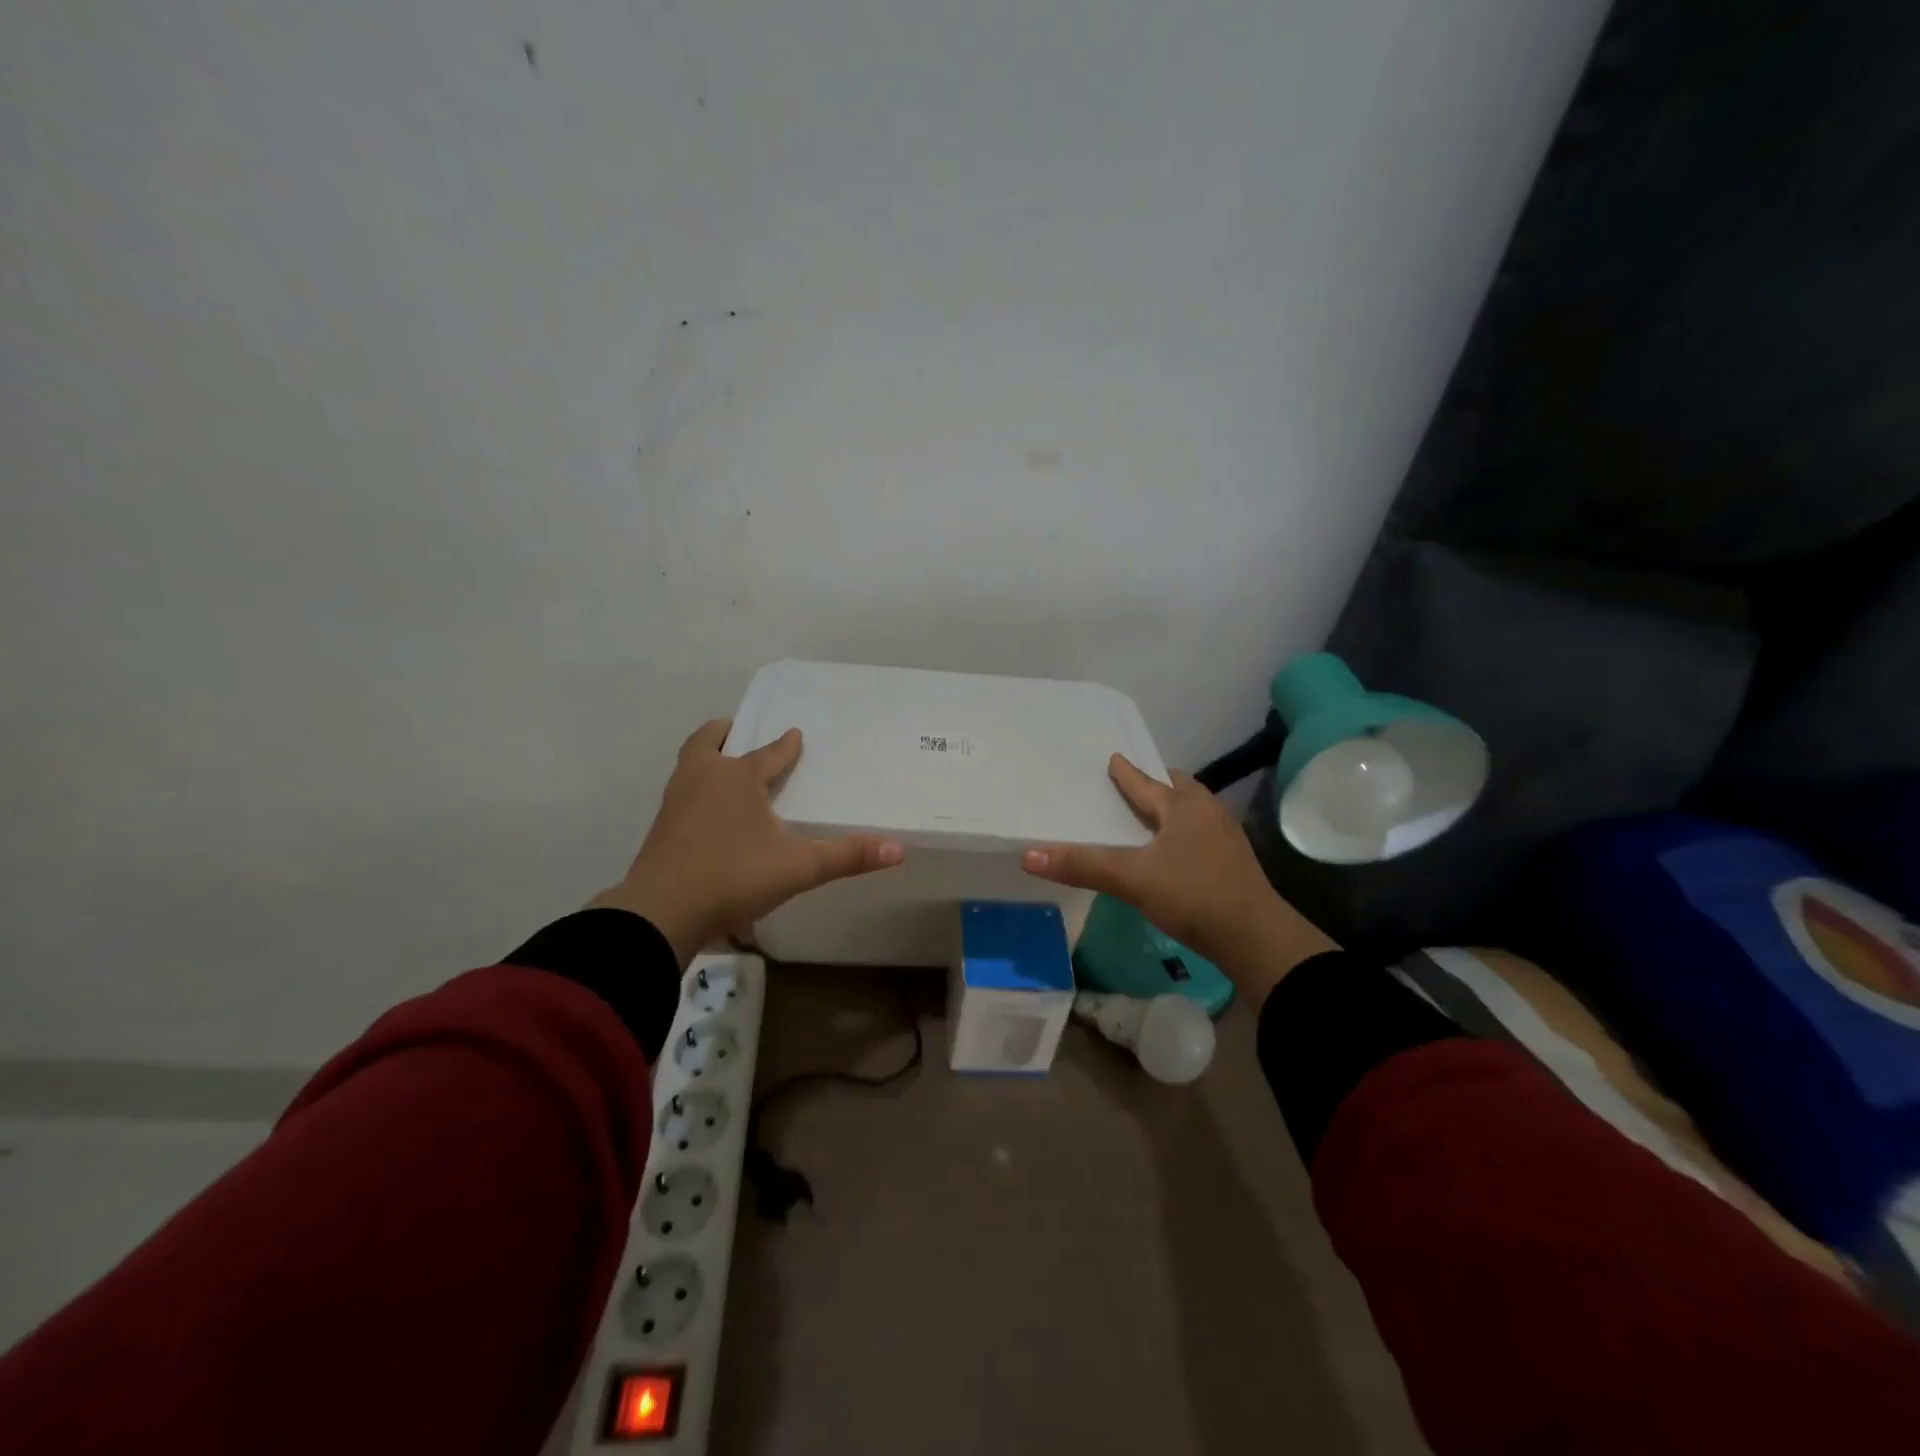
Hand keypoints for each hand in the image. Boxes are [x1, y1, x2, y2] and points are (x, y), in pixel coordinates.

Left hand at [592, 720, 902, 964]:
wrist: (661, 912)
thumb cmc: (734, 877)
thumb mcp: (799, 868)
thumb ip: (847, 857)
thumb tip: (899, 849)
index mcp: (738, 778)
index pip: (768, 753)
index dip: (785, 745)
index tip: (795, 735)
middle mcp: (704, 778)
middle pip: (709, 741)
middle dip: (727, 733)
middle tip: (740, 733)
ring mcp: (676, 801)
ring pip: (690, 764)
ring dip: (707, 758)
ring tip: (724, 768)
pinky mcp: (661, 827)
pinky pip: (681, 792)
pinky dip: (696, 788)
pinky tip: (707, 811)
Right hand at [1022, 754, 1335, 995]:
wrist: (1254, 936)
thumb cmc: (1192, 894)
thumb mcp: (1131, 879)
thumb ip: (1082, 865)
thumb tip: (1028, 854)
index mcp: (1183, 807)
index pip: (1146, 783)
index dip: (1126, 773)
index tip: (1113, 758)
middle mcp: (1207, 812)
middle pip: (1178, 788)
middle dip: (1157, 784)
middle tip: (1135, 785)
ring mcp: (1225, 837)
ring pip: (1193, 811)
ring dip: (1172, 808)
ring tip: (1152, 816)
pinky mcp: (1234, 863)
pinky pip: (1201, 833)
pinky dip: (1183, 832)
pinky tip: (1174, 851)